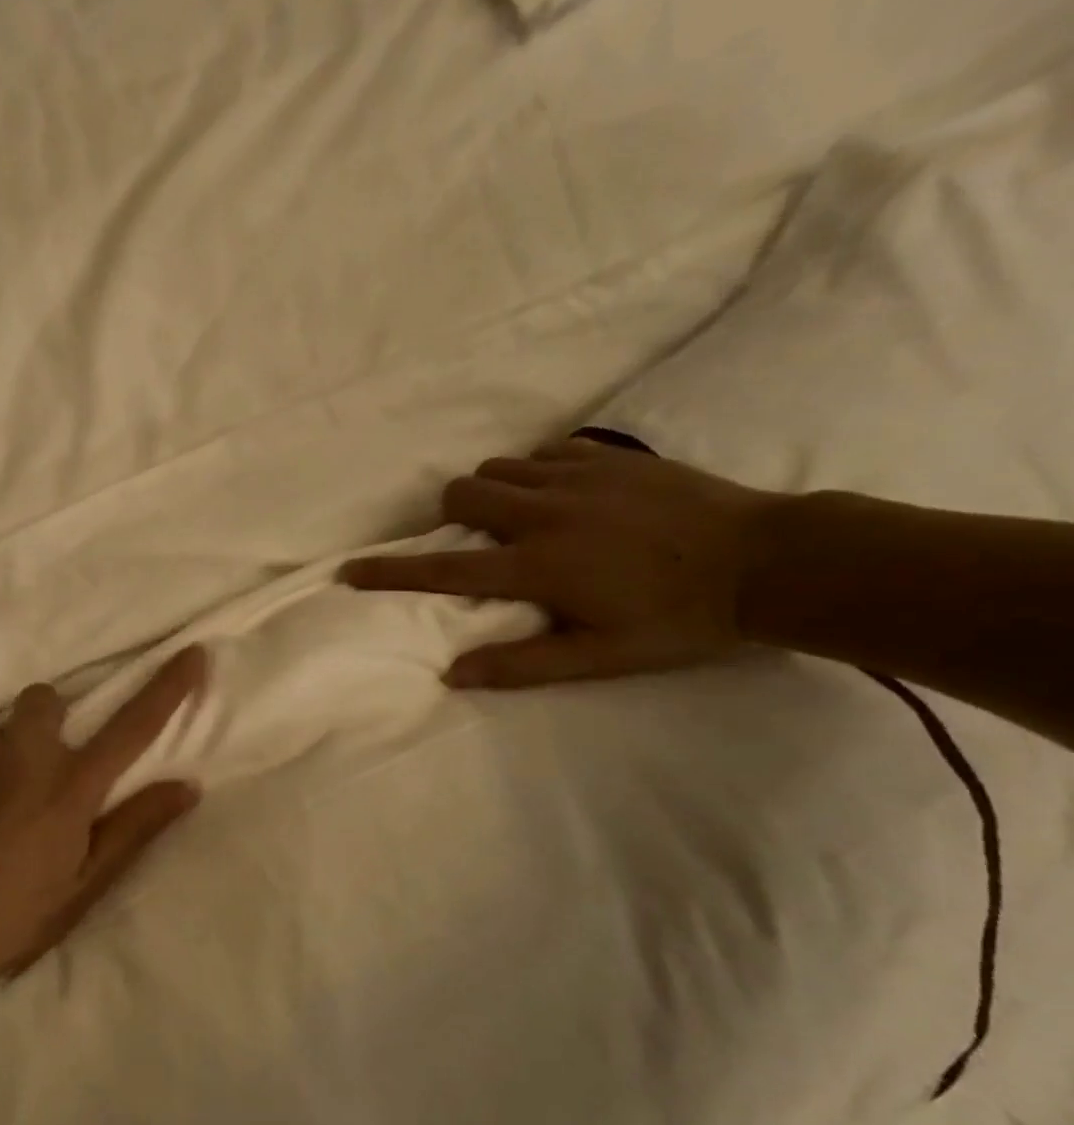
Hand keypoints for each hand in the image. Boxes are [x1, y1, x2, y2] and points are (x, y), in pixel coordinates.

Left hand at [0, 648, 205, 1025]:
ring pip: (1, 734)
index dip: (167, 687)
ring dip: (8, 757)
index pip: (133, 726)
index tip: (191, 652)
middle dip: (54, 721)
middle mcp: (22, 754)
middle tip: (47, 775)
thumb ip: (136, 828)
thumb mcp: (84, 885)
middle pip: (47, 700)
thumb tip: (188, 785)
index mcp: (70, 786)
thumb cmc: (13, 920)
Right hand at [340, 439, 779, 687]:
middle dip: (452, 513)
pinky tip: (562, 493)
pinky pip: (546, 451)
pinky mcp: (610, 458)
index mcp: (536, 566)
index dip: (391, 573)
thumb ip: (521, 664)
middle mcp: (544, 514)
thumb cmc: (679, 621)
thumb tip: (452, 673)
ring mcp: (577, 478)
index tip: (351, 570)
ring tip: (518, 516)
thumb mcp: (600, 658)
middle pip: (462, 492)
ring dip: (491, 490)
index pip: (444, 569)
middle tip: (477, 539)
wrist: (772, 562)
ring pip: (498, 467)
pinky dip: (536, 470)